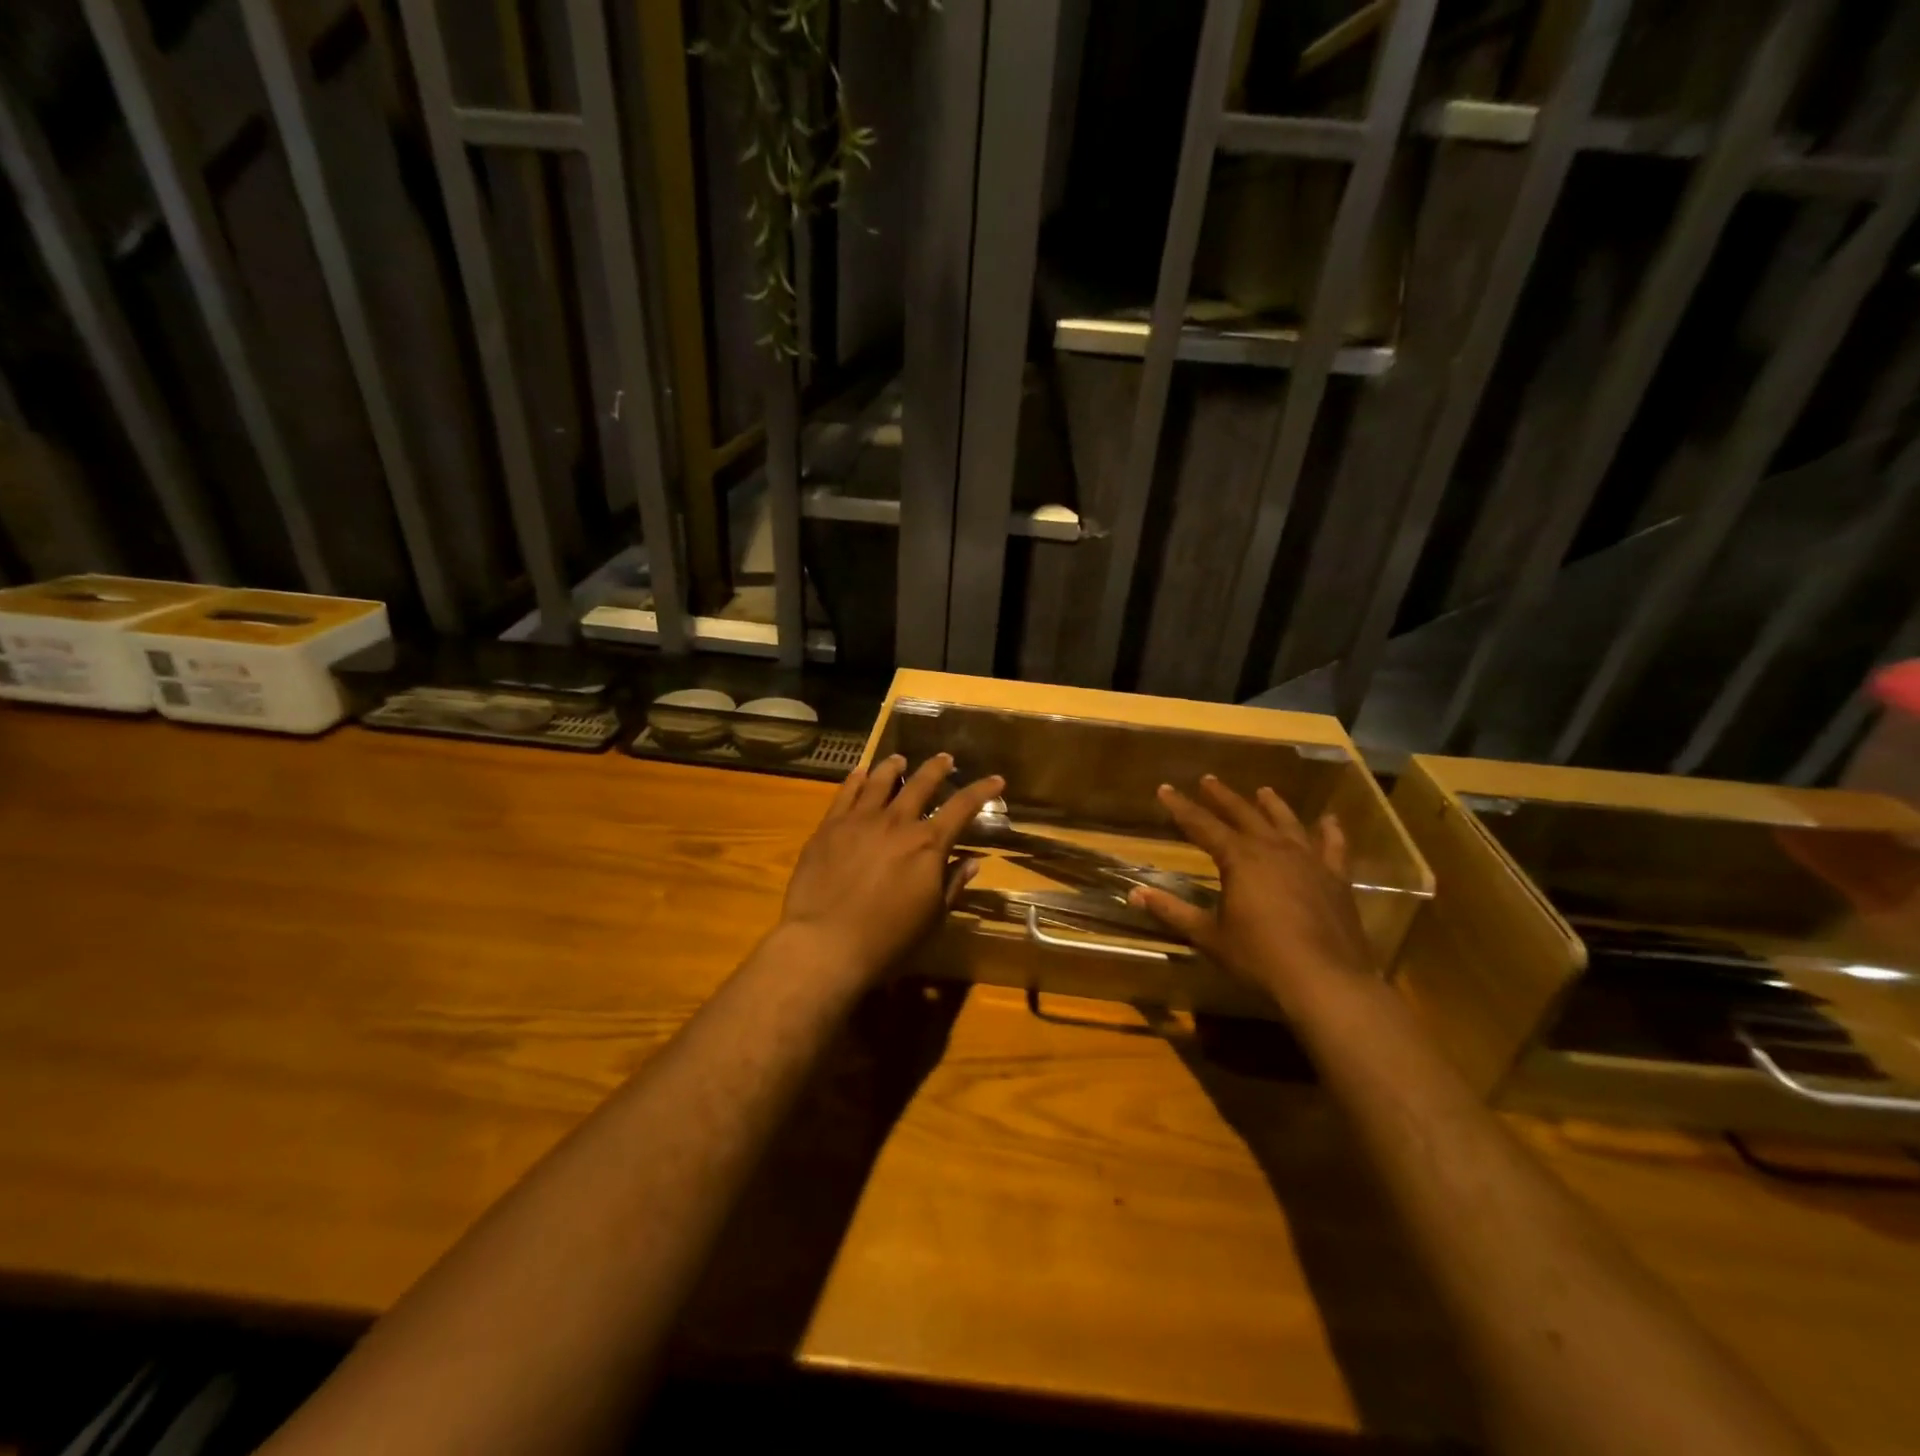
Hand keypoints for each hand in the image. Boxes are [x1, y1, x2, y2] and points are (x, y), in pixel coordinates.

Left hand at [778, 753, 1005, 982]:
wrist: (825, 943)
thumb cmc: (887, 939)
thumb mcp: (932, 918)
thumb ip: (952, 884)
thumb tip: (972, 861)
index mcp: (928, 844)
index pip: (963, 807)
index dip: (982, 790)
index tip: (996, 779)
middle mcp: (897, 822)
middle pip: (922, 784)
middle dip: (937, 768)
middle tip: (945, 759)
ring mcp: (860, 820)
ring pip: (881, 781)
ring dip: (895, 767)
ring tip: (900, 760)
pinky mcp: (830, 826)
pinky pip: (846, 793)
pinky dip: (857, 779)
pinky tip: (860, 773)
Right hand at [1129, 775, 1371, 1002]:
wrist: (1324, 980)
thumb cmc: (1259, 957)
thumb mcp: (1209, 936)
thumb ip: (1173, 911)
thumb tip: (1134, 894)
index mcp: (1239, 859)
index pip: (1202, 825)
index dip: (1181, 807)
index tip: (1166, 788)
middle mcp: (1273, 849)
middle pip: (1244, 815)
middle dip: (1223, 797)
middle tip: (1209, 780)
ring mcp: (1308, 861)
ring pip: (1287, 823)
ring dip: (1272, 805)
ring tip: (1263, 791)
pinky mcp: (1335, 879)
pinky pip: (1333, 847)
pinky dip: (1330, 831)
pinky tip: (1329, 820)